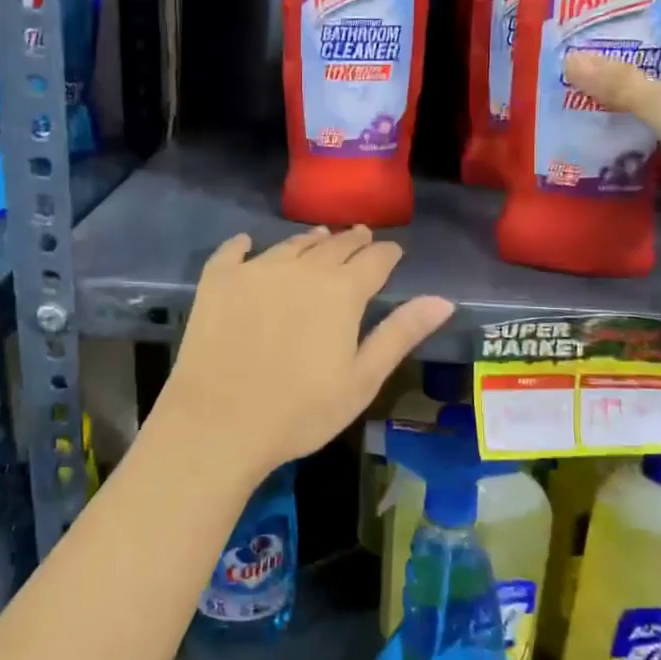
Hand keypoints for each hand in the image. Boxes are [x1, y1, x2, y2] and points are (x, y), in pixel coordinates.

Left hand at [152, 226, 454, 486]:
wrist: (219, 422)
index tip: (393, 251)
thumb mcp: (362, 379)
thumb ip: (400, 333)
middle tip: (361, 237)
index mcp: (341, 291)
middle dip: (352, 241)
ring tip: (319, 238)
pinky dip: (244, 245)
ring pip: (290, 244)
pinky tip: (247, 243)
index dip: (387, 253)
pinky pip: (233, 251)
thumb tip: (443, 299)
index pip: (374, 260)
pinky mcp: (218, 281)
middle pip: (334, 245)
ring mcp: (255, 270)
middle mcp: (301, 268)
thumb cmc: (300, 411)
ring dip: (310, 240)